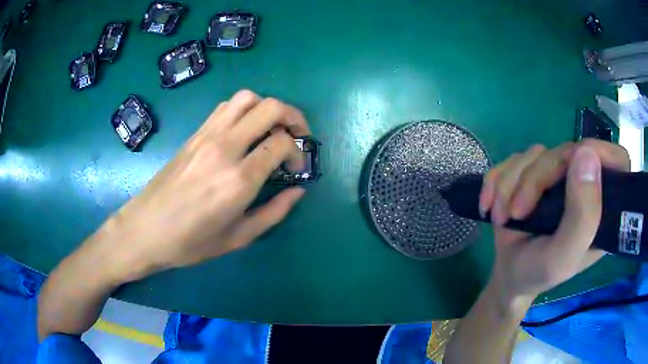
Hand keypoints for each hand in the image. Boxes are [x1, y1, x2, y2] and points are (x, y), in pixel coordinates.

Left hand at [90, 90, 309, 281]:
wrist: (145, 229)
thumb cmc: (190, 242)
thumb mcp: (238, 238)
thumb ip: (274, 213)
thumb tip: (298, 191)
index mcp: (239, 179)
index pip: (281, 143)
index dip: (298, 151)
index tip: (296, 168)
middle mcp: (225, 147)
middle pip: (270, 107)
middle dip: (293, 117)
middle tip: (298, 136)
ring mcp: (207, 136)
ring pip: (247, 98)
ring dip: (267, 108)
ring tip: (271, 129)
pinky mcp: (194, 134)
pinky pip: (225, 107)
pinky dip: (244, 110)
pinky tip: (244, 131)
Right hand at [479, 140, 630, 302]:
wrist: (508, 276)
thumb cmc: (538, 273)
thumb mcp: (563, 257)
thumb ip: (583, 216)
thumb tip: (587, 154)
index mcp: (602, 206)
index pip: (617, 161)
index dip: (603, 153)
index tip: (577, 164)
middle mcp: (584, 185)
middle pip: (567, 152)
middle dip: (535, 179)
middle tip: (515, 212)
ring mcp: (558, 177)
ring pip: (536, 154)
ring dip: (510, 184)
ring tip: (500, 216)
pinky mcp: (535, 173)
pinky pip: (514, 159)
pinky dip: (496, 180)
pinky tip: (489, 204)